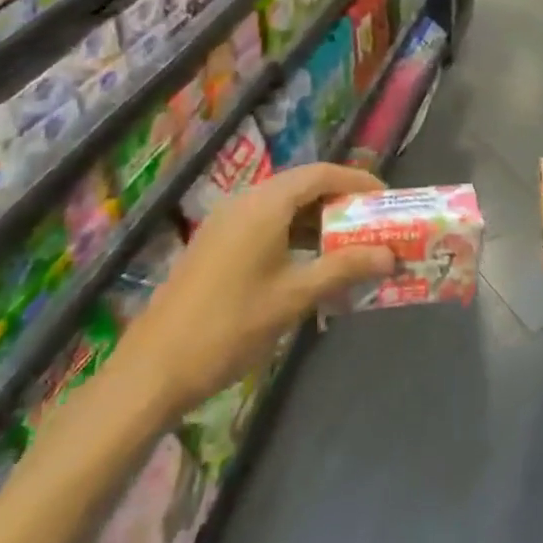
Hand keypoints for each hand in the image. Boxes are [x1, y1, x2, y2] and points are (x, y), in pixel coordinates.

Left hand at [128, 164, 395, 403]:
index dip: (356, 180)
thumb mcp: (294, 297)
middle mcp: (245, 201)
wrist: (153, 369)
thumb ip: (343, 268)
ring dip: (316, 220)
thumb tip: (389, 254)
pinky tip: (307, 264)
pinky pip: (265, 223)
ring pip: (283, 205)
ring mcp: (226, 221)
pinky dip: (292, 233)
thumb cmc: (230, 326)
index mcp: (266, 204)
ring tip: (347, 244)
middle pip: (302, 185)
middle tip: (371, 222)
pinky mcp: (216, 243)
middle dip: (340, 201)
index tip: (385, 198)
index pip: (321, 173)